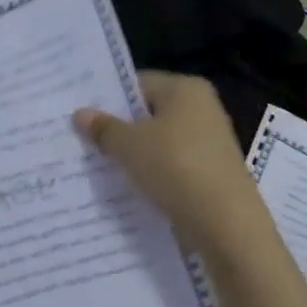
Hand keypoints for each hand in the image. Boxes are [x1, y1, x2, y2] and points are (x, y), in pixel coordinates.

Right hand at [74, 71, 271, 253]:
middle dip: (119, 129)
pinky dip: (152, 174)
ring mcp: (209, 142)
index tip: (81, 117)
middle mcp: (202, 108)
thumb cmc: (176, 168)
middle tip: (82, 143)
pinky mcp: (211, 172)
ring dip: (134, 155)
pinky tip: (129, 189)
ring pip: (159, 143)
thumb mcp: (130, 146)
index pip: (138, 83)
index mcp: (185, 88)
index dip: (108, 99)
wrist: (226, 223)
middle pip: (149, 114)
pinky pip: (172, 166)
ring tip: (99, 169)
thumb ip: (104, 128)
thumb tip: (80, 114)